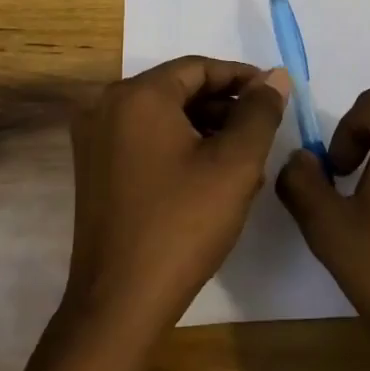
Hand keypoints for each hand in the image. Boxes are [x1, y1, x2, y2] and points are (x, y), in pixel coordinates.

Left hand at [63, 56, 289, 349]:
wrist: (119, 302)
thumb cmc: (182, 225)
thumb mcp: (235, 164)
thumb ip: (260, 113)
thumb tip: (275, 77)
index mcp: (137, 96)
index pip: (198, 68)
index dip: (242, 78)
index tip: (275, 95)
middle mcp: (106, 106)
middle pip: (178, 90)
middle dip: (225, 107)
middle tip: (263, 130)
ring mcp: (94, 139)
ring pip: (162, 116)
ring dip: (205, 128)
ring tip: (245, 158)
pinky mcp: (94, 169)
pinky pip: (144, 140)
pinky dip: (179, 147)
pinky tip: (210, 176)